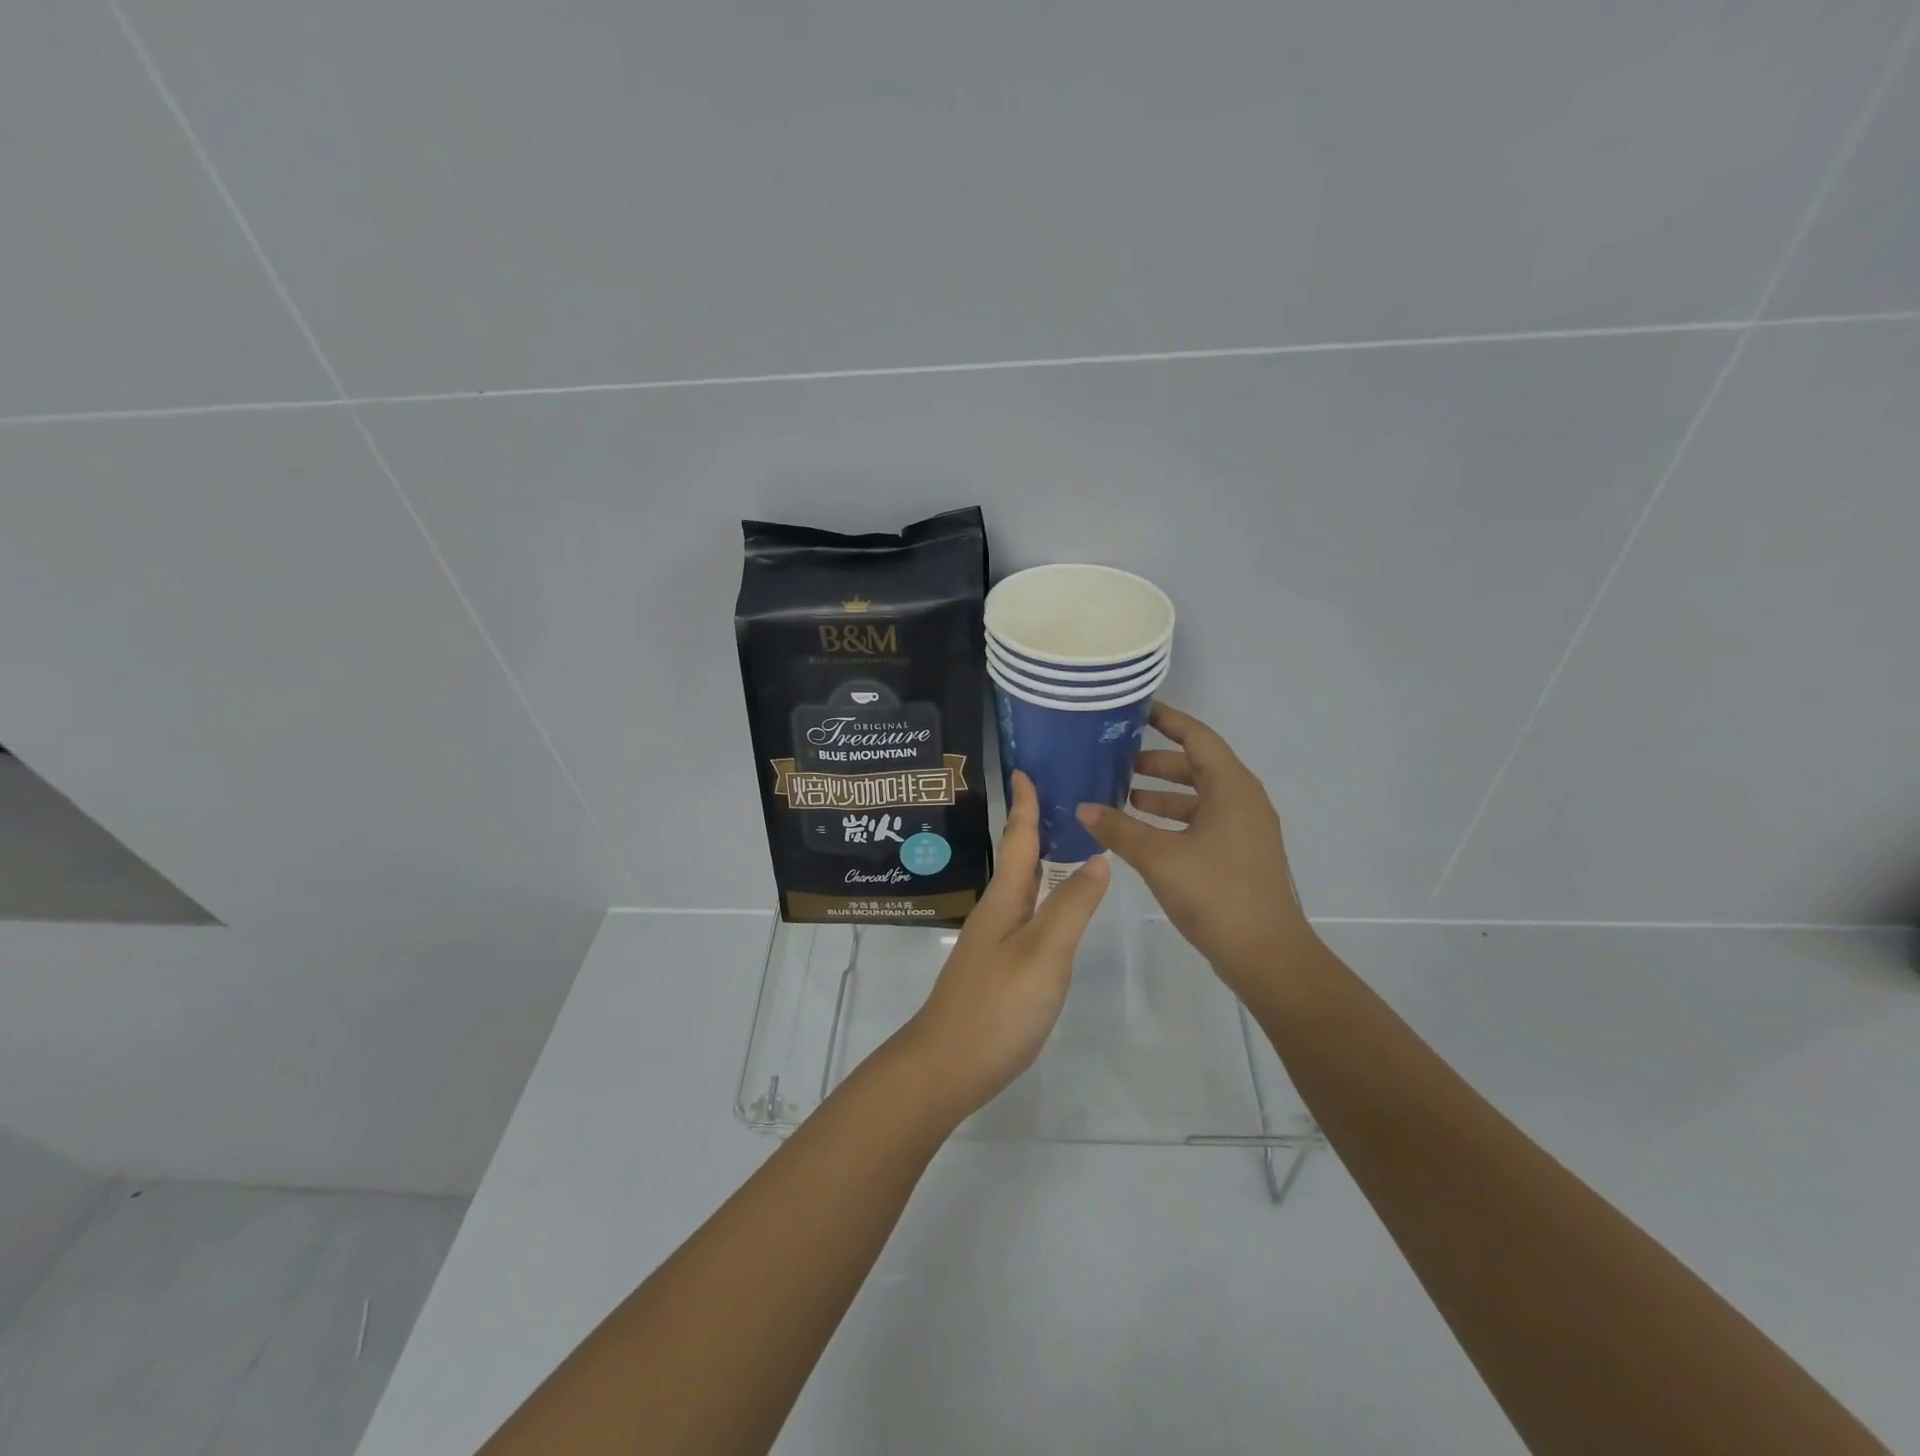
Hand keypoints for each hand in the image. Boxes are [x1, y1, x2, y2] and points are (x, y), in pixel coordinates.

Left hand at [899, 770, 1108, 1122]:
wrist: (947, 1066)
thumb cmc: (997, 1006)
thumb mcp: (1044, 953)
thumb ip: (1071, 907)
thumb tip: (1096, 856)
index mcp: (1005, 899)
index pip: (1018, 839)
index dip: (1025, 804)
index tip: (1026, 768)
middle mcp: (997, 912)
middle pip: (1018, 858)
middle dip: (1035, 825)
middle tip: (1063, 797)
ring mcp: (995, 941)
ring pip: (1021, 887)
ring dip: (1039, 859)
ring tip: (1066, 842)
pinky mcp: (999, 967)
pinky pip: (1025, 914)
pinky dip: (1042, 896)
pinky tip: (1054, 906)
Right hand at [1076, 703, 1311, 991]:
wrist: (1266, 955)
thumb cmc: (1215, 893)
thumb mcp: (1159, 857)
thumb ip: (1119, 829)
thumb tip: (1082, 807)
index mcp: (1232, 788)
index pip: (1197, 737)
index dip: (1167, 720)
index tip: (1136, 710)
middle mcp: (1242, 801)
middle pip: (1196, 766)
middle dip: (1156, 762)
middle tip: (1116, 760)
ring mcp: (1243, 830)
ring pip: (1197, 797)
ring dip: (1161, 794)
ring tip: (1120, 796)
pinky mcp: (1238, 855)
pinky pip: (1201, 822)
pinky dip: (1171, 820)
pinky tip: (1141, 833)